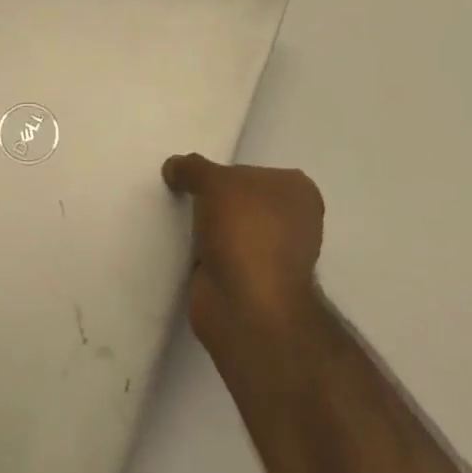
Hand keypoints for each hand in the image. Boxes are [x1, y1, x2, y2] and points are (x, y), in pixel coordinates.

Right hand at [162, 154, 325, 345]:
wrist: (246, 305)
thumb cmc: (244, 228)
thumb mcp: (212, 180)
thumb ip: (192, 167)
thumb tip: (173, 167)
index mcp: (298, 193)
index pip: (254, 171)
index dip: (225, 172)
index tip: (199, 175)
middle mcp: (293, 223)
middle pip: (242, 200)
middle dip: (216, 200)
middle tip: (184, 193)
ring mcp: (273, 257)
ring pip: (231, 229)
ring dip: (209, 228)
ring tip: (178, 218)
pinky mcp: (251, 284)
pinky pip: (221, 256)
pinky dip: (204, 253)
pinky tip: (182, 246)